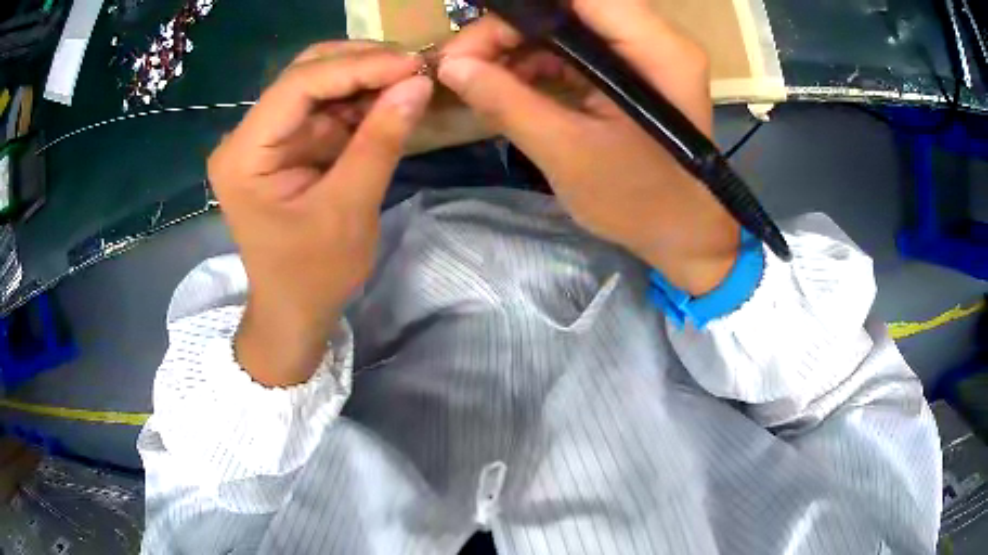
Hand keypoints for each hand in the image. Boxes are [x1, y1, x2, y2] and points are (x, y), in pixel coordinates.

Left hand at [208, 42, 432, 385]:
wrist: (294, 311)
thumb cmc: (313, 275)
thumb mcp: (349, 210)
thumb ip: (380, 141)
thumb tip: (418, 84)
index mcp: (244, 155)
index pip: (297, 87)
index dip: (357, 66)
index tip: (411, 63)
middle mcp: (247, 137)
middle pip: (304, 76)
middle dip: (361, 64)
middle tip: (413, 66)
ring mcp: (267, 139)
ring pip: (317, 85)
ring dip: (364, 79)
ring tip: (410, 79)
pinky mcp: (287, 146)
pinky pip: (325, 109)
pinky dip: (360, 102)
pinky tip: (391, 99)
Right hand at [439, 2, 739, 294]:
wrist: (682, 234)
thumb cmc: (638, 202)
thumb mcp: (566, 153)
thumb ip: (507, 103)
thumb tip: (451, 66)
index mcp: (656, 51)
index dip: (520, 8)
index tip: (471, 38)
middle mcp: (656, 38)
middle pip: (571, 6)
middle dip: (510, 28)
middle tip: (463, 62)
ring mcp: (646, 51)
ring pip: (569, 23)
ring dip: (519, 44)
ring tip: (479, 77)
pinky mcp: (633, 68)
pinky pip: (577, 46)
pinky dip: (538, 61)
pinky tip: (508, 83)